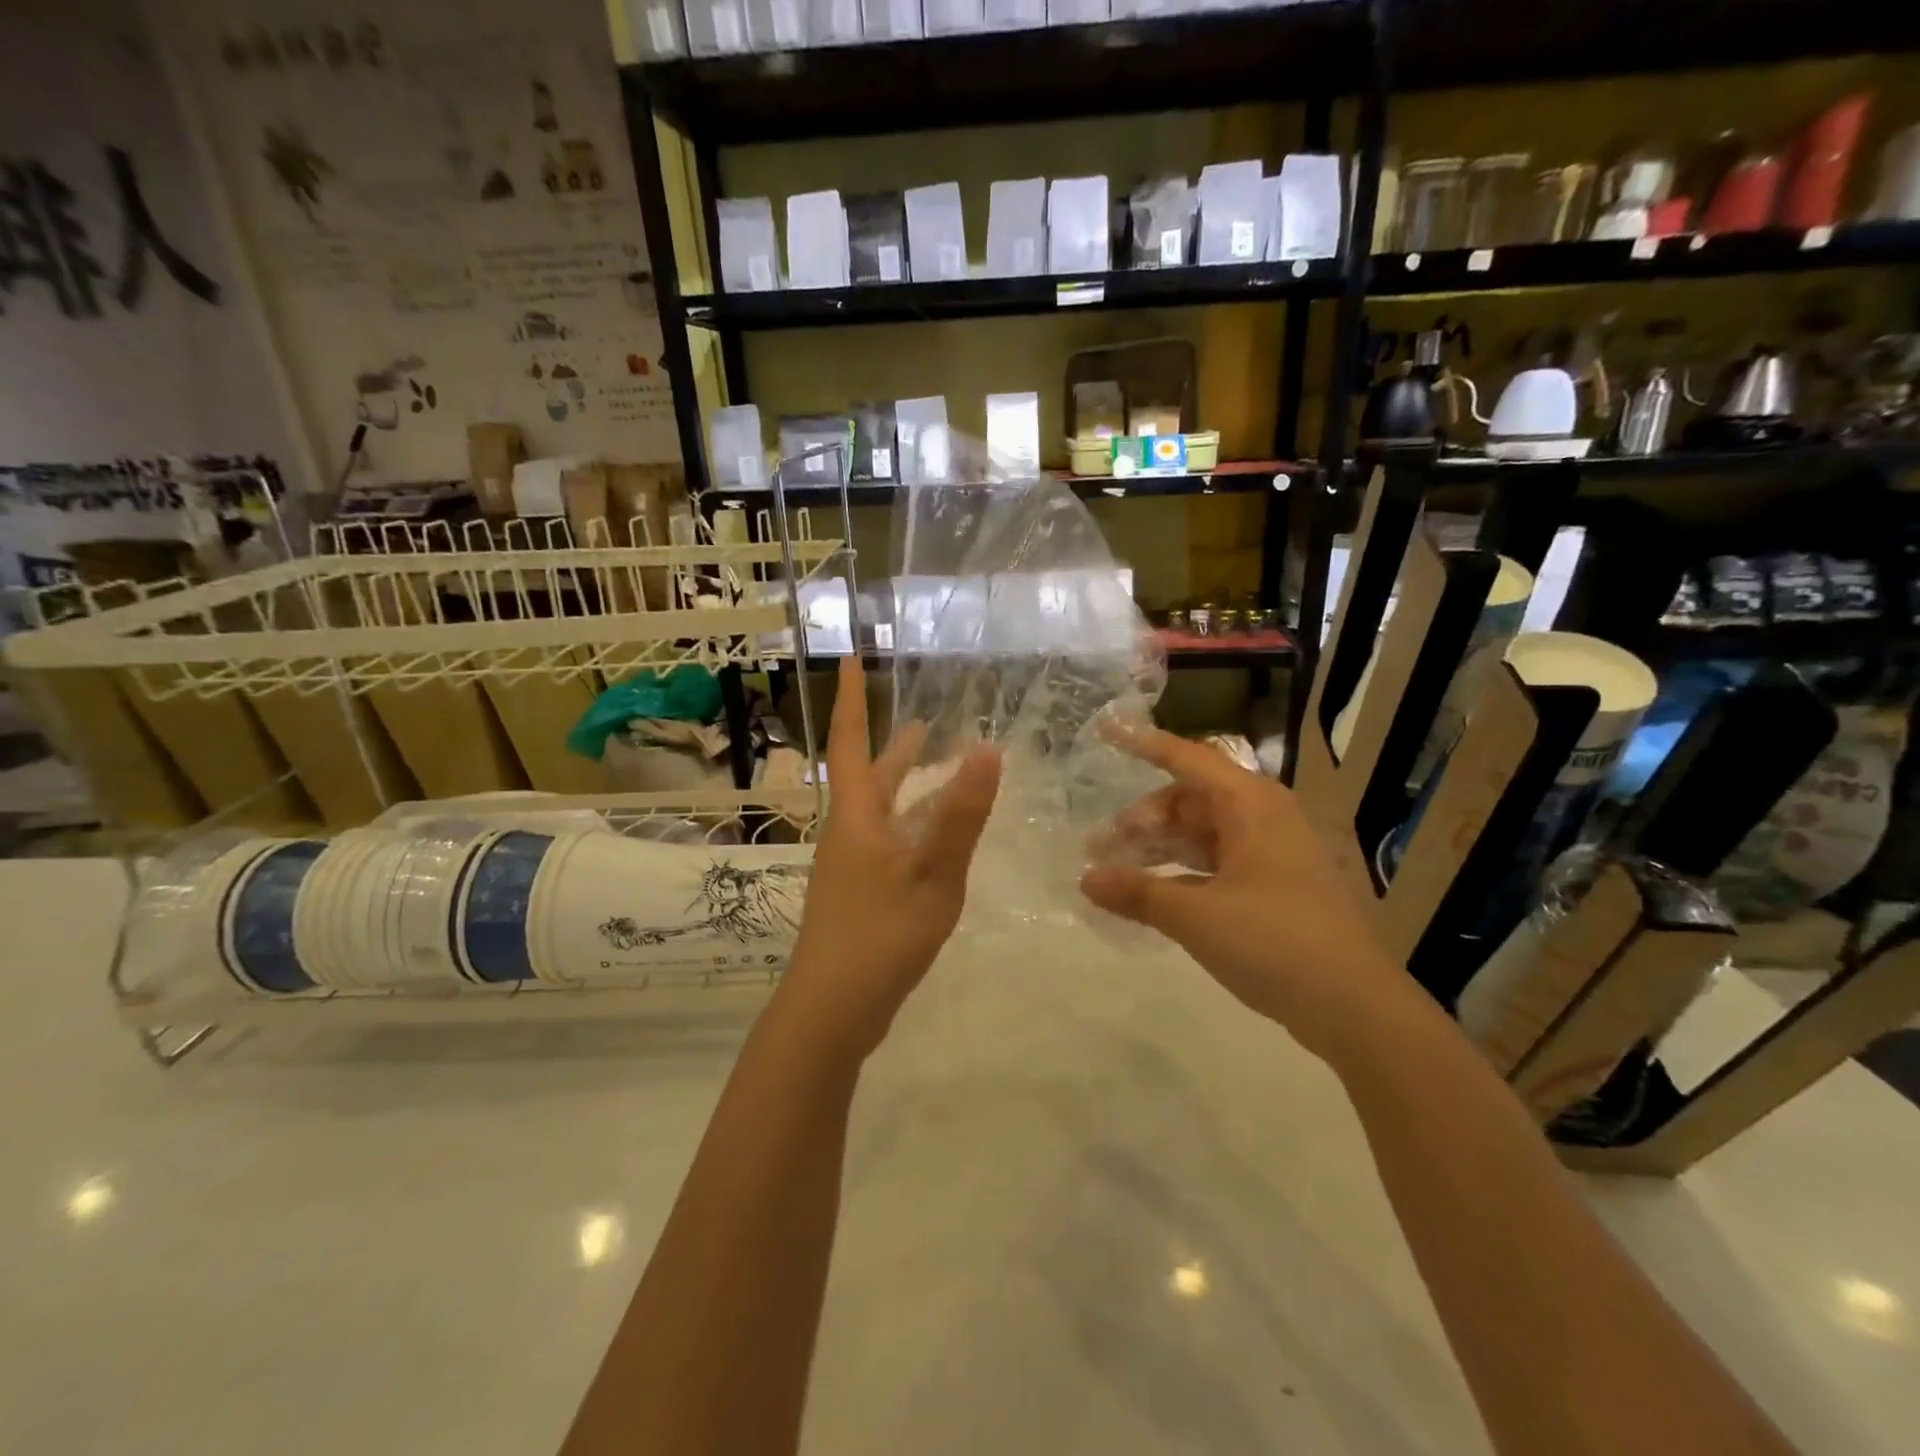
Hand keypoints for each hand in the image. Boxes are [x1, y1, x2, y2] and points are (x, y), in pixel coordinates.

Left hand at [780, 658, 1001, 1058]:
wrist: (832, 1008)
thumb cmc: (881, 933)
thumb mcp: (932, 873)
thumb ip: (960, 815)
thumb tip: (987, 749)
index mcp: (857, 816)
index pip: (853, 742)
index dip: (852, 700)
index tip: (849, 659)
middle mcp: (848, 832)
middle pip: (869, 776)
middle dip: (894, 745)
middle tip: (925, 720)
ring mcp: (850, 865)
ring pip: (879, 810)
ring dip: (904, 783)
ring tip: (935, 766)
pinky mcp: (859, 893)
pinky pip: (887, 839)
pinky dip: (910, 822)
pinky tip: (932, 836)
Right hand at [1079, 724, 1417, 1062]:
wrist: (1355, 1007)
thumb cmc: (1274, 942)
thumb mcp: (1196, 915)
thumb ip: (1138, 892)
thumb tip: (1086, 879)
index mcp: (1251, 806)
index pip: (1188, 759)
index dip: (1144, 744)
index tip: (1106, 730)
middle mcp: (1264, 819)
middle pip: (1190, 801)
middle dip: (1142, 819)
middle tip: (1099, 846)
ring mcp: (1272, 855)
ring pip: (1203, 835)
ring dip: (1159, 848)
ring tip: (1116, 870)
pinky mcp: (1275, 888)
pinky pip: (1217, 864)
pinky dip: (1183, 873)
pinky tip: (1154, 894)